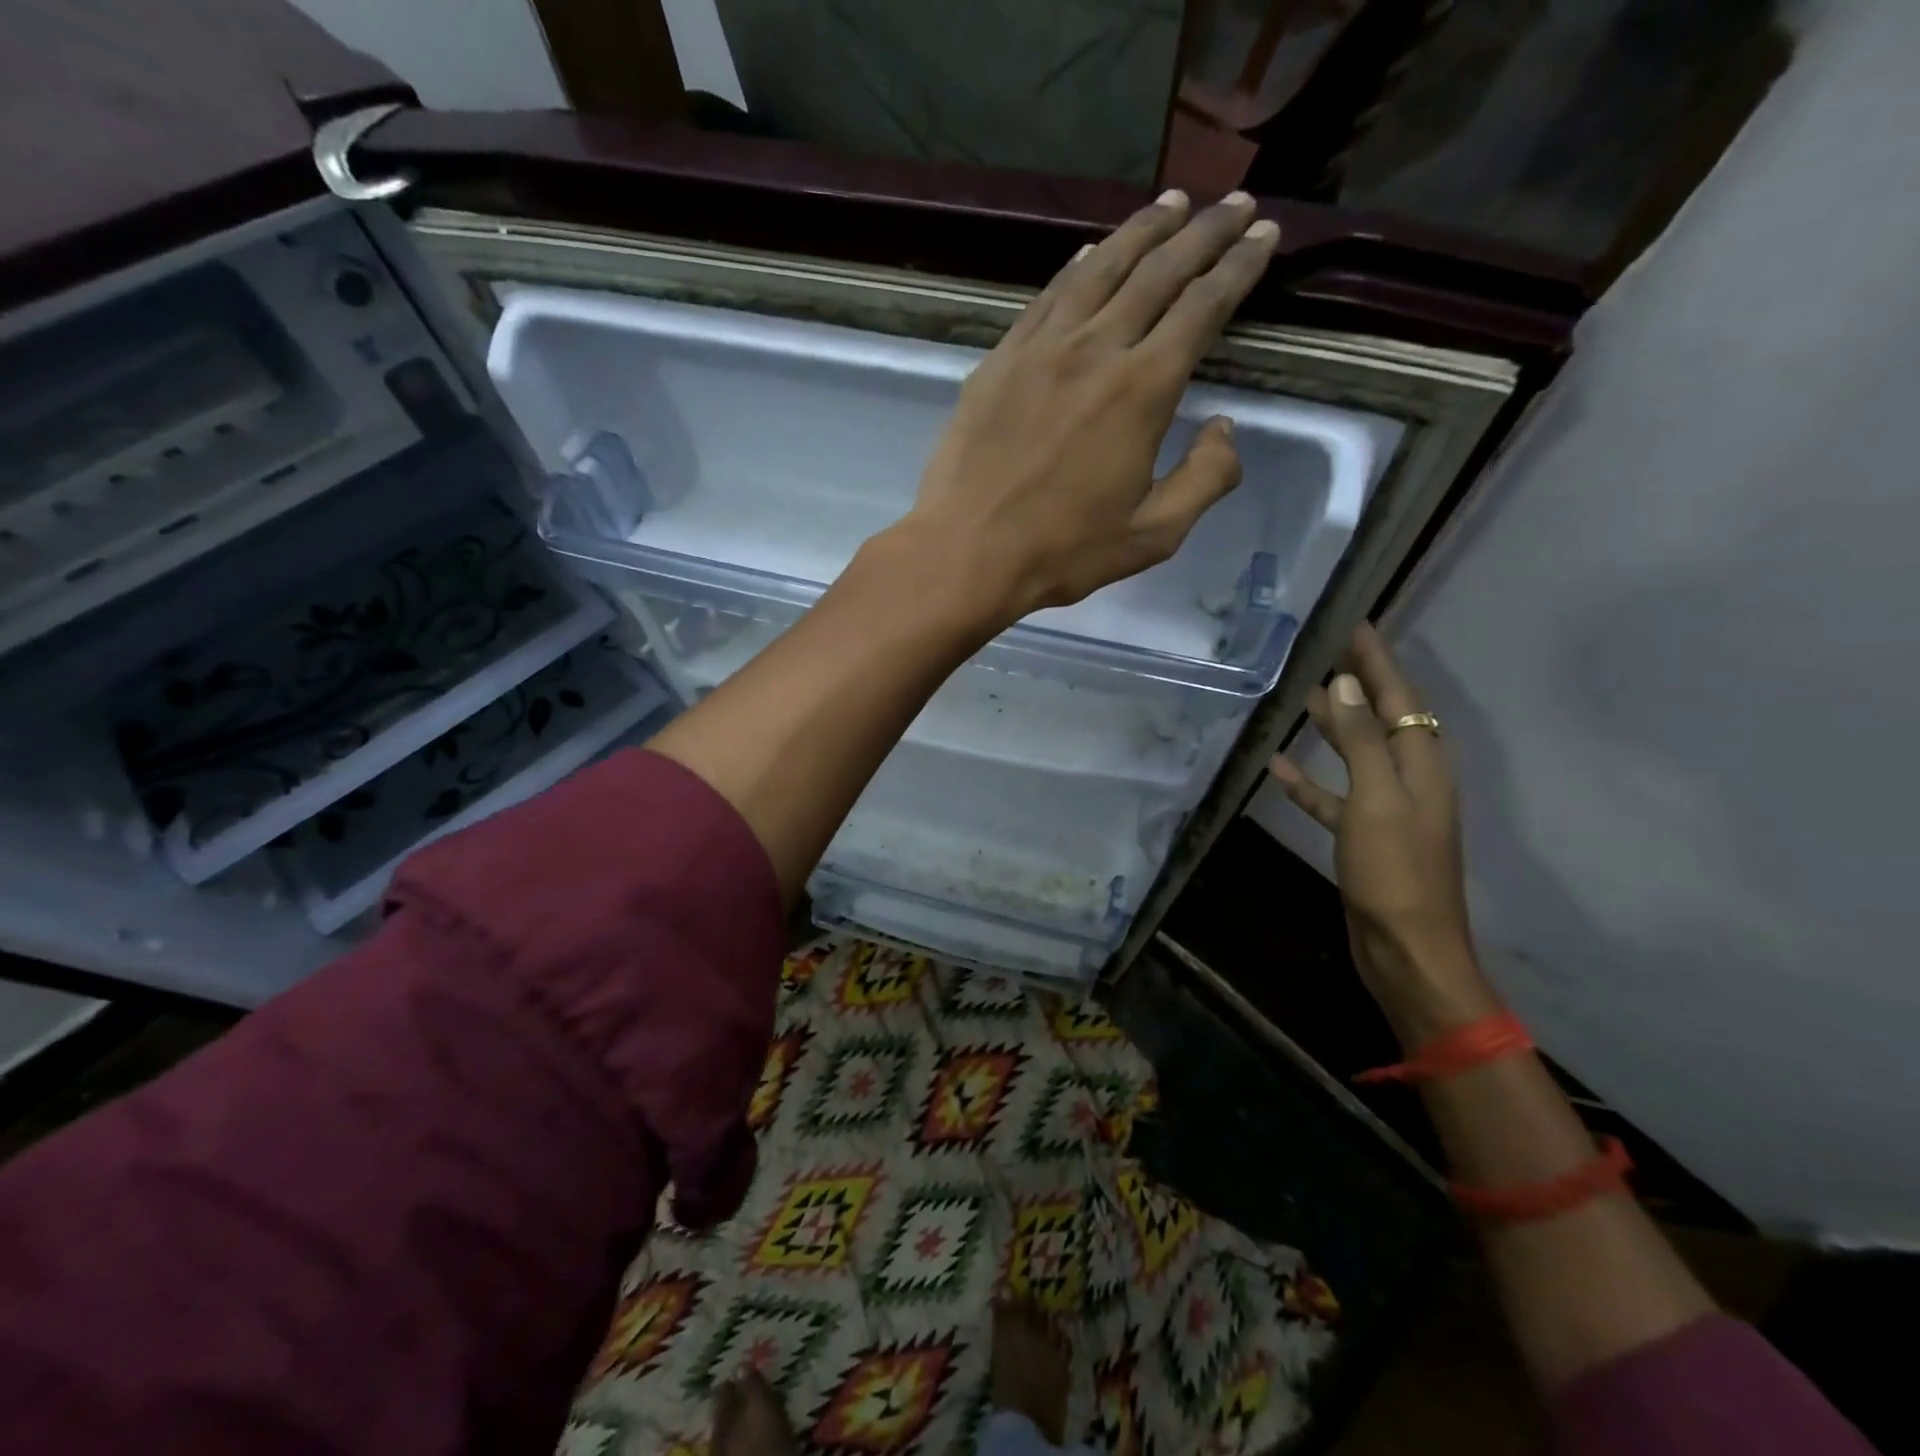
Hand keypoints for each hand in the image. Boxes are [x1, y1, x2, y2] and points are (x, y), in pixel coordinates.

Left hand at [901, 188, 1279, 626]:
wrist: (966, 551)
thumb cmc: (1062, 551)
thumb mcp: (1152, 535)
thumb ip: (1204, 479)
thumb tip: (1226, 429)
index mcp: (1142, 390)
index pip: (1202, 306)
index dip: (1239, 265)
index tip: (1265, 234)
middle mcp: (1095, 349)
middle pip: (1158, 270)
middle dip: (1204, 231)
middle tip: (1236, 201)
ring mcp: (1041, 348)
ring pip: (1101, 268)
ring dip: (1143, 230)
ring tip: (1174, 204)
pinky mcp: (1001, 359)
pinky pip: (1048, 296)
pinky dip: (1079, 265)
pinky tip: (1093, 251)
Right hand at [1269, 625, 1497, 1040]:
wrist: (1407, 950)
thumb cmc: (1395, 871)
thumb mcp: (1378, 800)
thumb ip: (1363, 740)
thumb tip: (1346, 682)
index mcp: (1422, 764)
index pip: (1400, 696)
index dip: (1377, 658)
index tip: (1354, 621)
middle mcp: (1409, 778)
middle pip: (1381, 718)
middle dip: (1357, 682)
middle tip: (1323, 647)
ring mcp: (1385, 808)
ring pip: (1356, 753)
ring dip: (1332, 725)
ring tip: (1301, 694)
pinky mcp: (1362, 835)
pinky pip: (1332, 796)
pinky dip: (1308, 781)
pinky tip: (1278, 767)